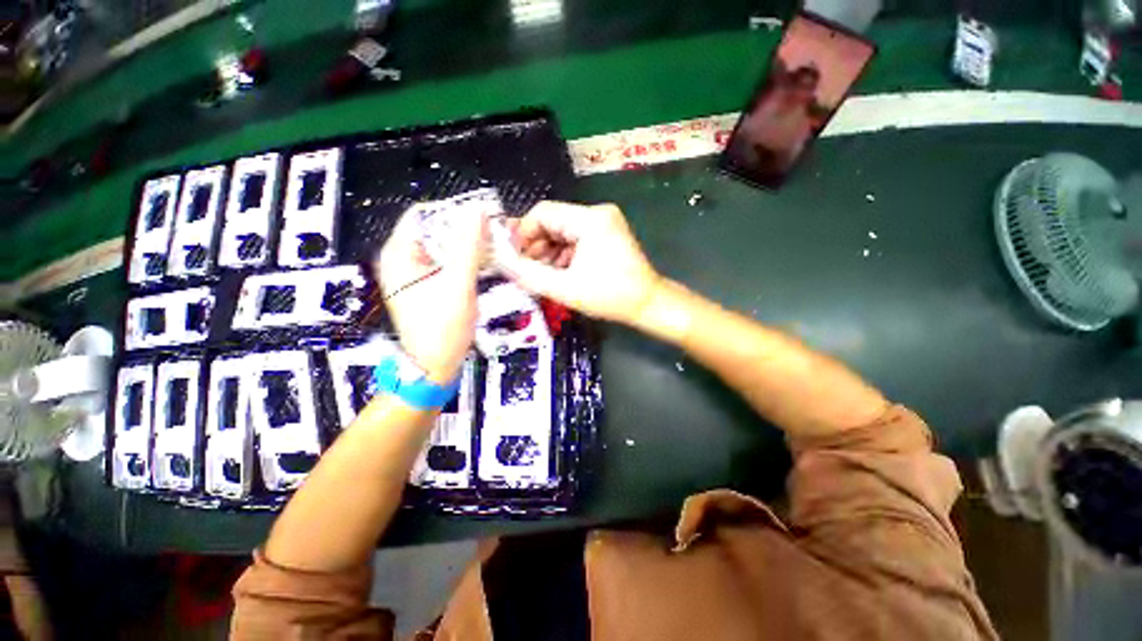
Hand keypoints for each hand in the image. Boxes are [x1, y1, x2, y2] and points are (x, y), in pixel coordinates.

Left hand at [376, 206, 485, 382]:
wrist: (434, 368)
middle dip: (464, 230)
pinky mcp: (427, 287)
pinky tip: (484, 263)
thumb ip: (468, 247)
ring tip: (494, 246)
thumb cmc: (442, 329)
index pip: (423, 215)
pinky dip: (465, 261)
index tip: (483, 217)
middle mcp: (402, 261)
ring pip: (443, 248)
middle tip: (494, 233)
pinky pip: (446, 264)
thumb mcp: (458, 285)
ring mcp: (414, 275)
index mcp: (399, 255)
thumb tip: (478, 211)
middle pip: (434, 231)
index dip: (453, 211)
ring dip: (468, 246)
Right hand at [499, 202, 659, 324]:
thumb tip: (502, 261)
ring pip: (563, 231)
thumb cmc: (609, 296)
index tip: (513, 257)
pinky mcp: (607, 234)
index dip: (522, 234)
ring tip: (542, 275)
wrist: (648, 303)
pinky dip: (563, 254)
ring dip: (548, 252)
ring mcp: (604, 223)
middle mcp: (598, 213)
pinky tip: (559, 273)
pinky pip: (576, 238)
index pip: (543, 213)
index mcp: (590, 219)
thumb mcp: (564, 288)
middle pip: (553, 221)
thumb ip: (529, 274)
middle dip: (535, 245)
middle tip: (526, 270)